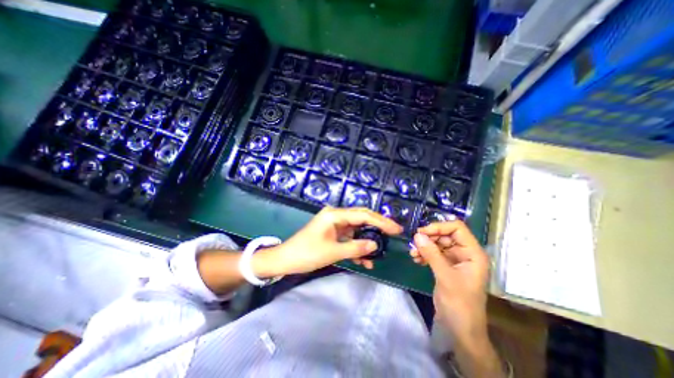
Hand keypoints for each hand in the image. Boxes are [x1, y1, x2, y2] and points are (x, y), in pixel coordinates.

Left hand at [251, 207, 398, 277]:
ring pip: (356, 229)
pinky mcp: (333, 233)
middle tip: (394, 233)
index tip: (396, 229)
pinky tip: (365, 260)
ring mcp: (334, 224)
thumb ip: (356, 248)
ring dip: (367, 240)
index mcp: (335, 215)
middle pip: (361, 218)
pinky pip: (349, 237)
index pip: (363, 215)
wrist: (286, 260)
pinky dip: (357, 246)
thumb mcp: (333, 252)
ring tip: (379, 252)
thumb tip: (375, 245)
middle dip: (378, 226)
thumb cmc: (307, 253)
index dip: (381, 221)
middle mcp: (336, 216)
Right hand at [410, 220, 490, 344]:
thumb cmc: (460, 304)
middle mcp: (464, 253)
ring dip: (424, 246)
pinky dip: (424, 254)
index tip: (422, 232)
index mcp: (473, 253)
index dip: (439, 227)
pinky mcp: (445, 266)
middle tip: (414, 243)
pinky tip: (416, 259)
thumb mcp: (445, 277)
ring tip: (413, 253)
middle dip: (429, 237)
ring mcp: (454, 260)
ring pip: (437, 244)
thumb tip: (417, 235)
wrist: (461, 330)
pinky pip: (433, 253)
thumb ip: (431, 254)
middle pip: (445, 235)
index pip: (457, 228)